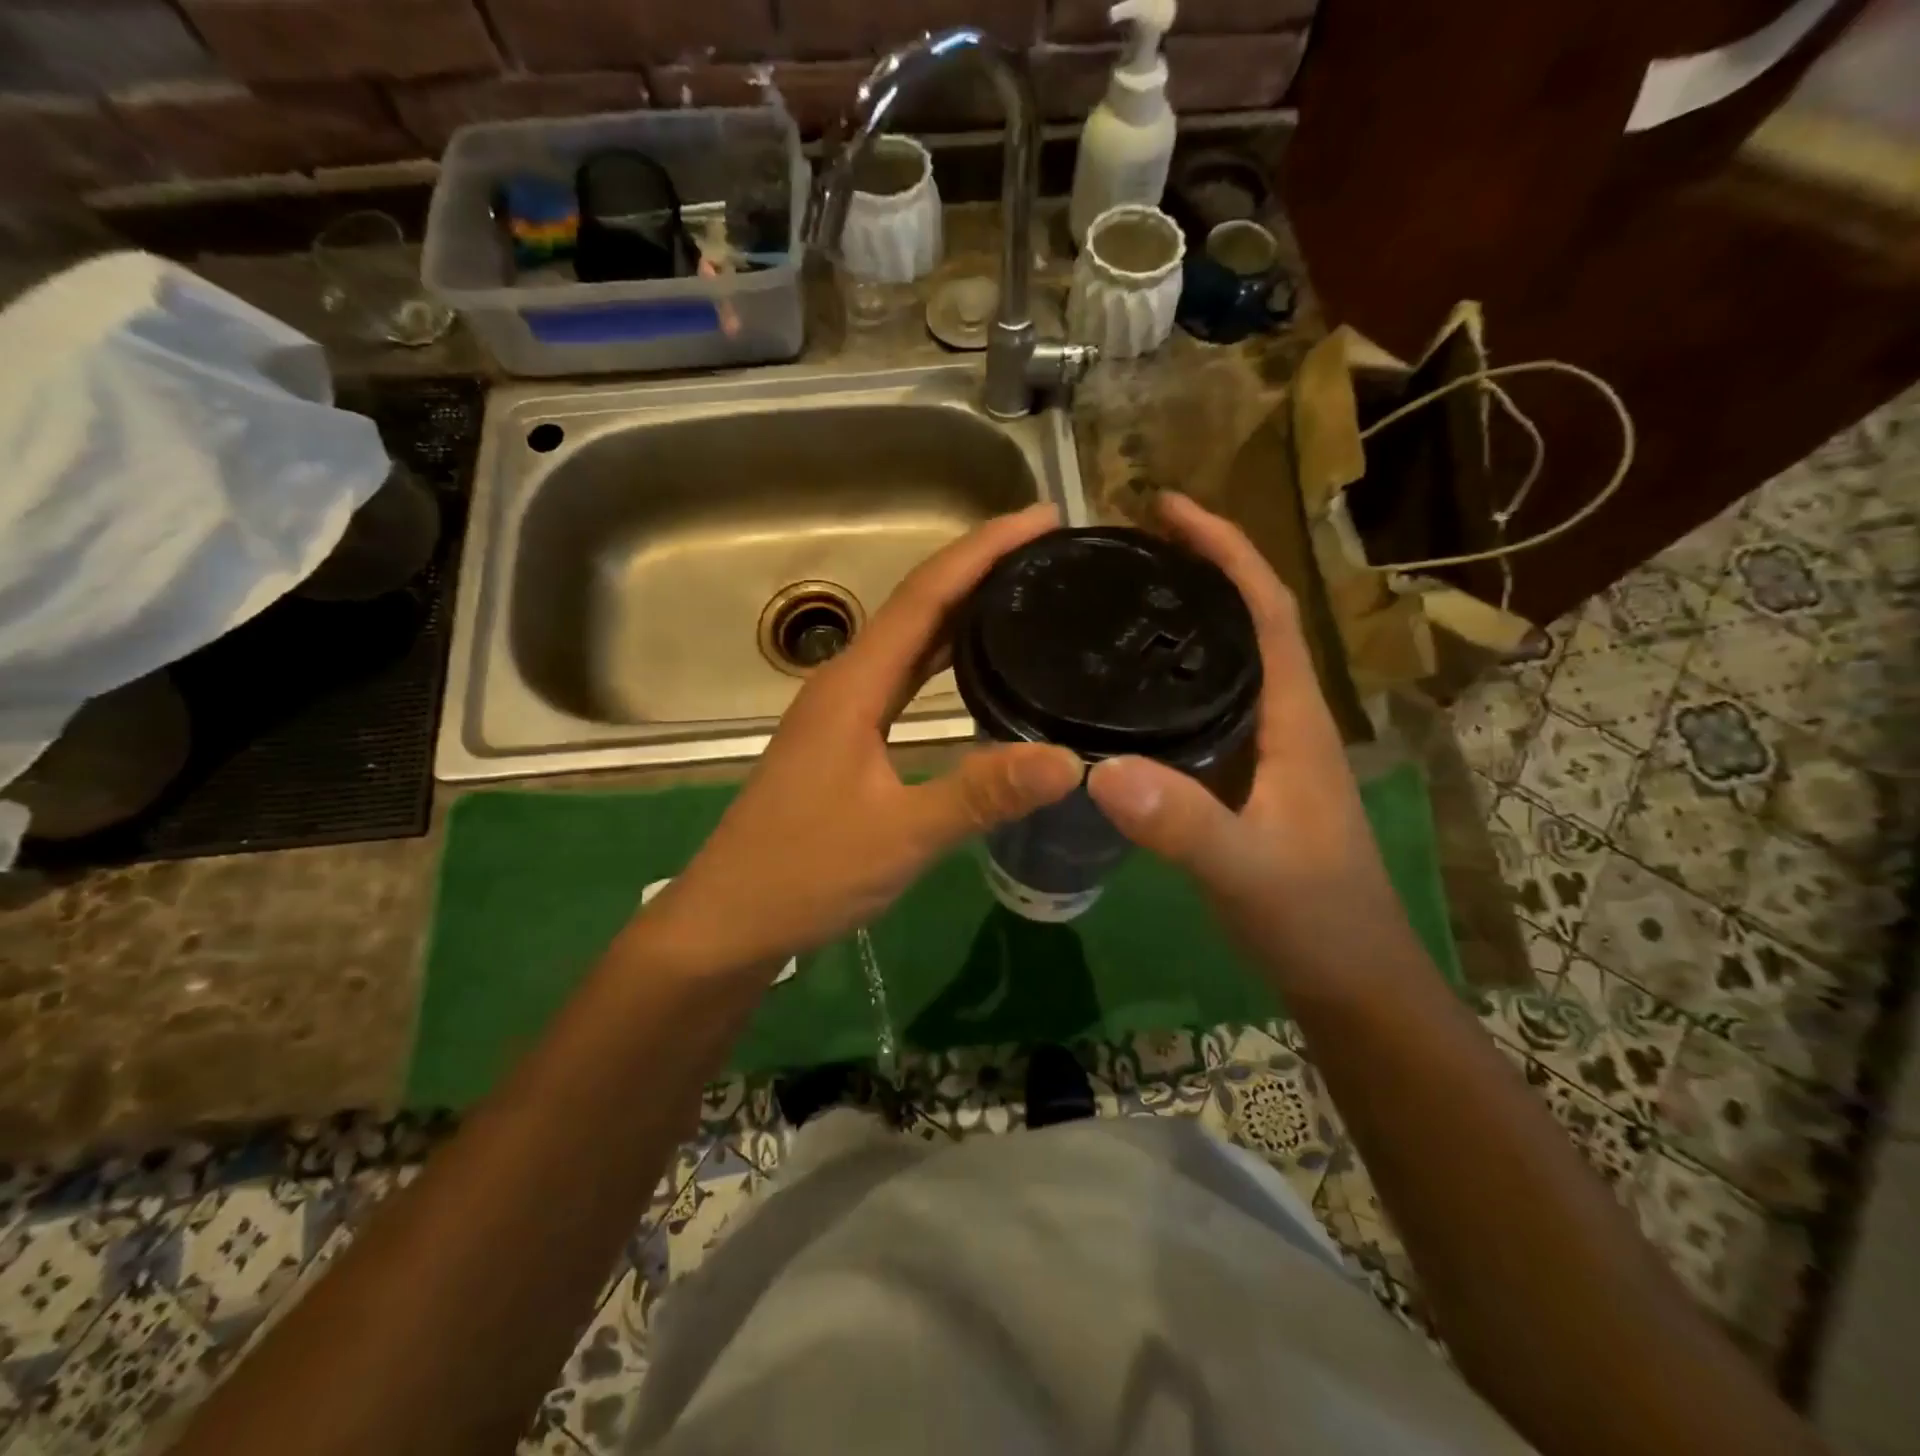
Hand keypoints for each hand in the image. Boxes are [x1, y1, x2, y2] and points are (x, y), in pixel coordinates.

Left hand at [637, 505, 1083, 977]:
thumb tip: (1070, 761)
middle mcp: (846, 684)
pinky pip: (905, 681)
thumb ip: (981, 794)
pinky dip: (945, 660)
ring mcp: (843, 713)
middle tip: (1047, 551)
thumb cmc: (805, 872)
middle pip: (918, 606)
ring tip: (1024, 592)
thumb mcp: (900, 835)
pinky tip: (976, 670)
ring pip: (910, 643)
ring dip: (962, 610)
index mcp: (853, 685)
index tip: (1041, 518)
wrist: (732, 920)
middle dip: (979, 568)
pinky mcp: (847, 742)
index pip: (926, 595)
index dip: (983, 549)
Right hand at [1085, 494, 1415, 989]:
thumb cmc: (1314, 918)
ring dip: (1180, 621)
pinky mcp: (1241, 779)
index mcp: (1294, 716)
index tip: (1167, 508)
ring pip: (1221, 664)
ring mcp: (1263, 749)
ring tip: (1113, 601)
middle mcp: (1281, 718)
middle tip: (1121, 549)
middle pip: (1241, 621)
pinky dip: (1167, 680)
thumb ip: (1182, 824)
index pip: (1265, 608)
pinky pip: (1202, 708)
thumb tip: (1099, 769)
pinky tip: (1122, 691)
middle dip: (1194, 570)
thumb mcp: (1246, 870)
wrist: (1349, 979)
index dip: (1224, 549)